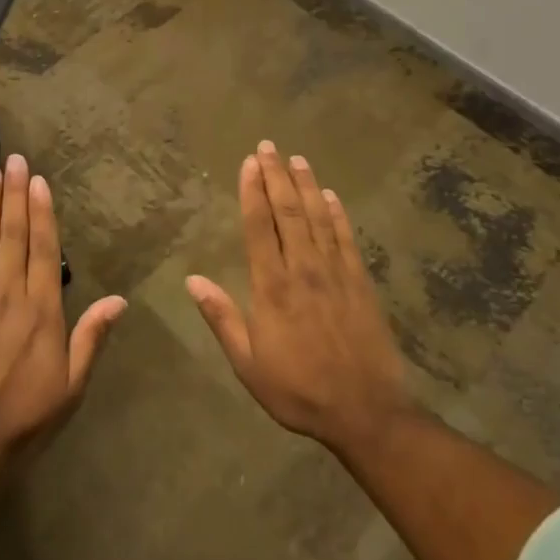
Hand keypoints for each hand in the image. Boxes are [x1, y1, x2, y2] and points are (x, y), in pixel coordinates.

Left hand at [0, 154, 126, 464]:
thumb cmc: (25, 419)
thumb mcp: (71, 386)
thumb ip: (91, 338)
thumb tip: (120, 300)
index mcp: (42, 310)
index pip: (44, 249)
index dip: (42, 211)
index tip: (38, 180)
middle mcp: (8, 294)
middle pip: (13, 234)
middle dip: (14, 194)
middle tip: (13, 159)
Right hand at [187, 142, 411, 458]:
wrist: (366, 413)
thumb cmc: (299, 390)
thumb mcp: (249, 364)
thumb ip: (222, 318)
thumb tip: (192, 280)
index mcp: (272, 287)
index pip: (259, 227)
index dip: (252, 191)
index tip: (248, 163)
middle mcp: (303, 269)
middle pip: (288, 212)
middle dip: (276, 176)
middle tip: (268, 146)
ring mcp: (335, 273)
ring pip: (317, 218)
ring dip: (306, 185)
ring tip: (296, 158)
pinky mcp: (360, 282)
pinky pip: (346, 239)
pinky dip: (337, 214)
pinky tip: (330, 196)